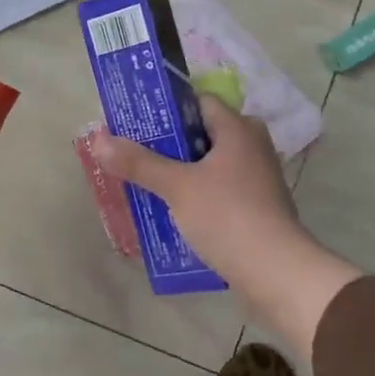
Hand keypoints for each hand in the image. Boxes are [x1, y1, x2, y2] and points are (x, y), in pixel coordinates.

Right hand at [90, 96, 362, 357]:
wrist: (276, 273)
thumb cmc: (227, 216)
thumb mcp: (176, 186)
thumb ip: (138, 162)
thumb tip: (98, 139)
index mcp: (238, 129)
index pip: (199, 102)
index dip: (167, 109)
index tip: (137, 122)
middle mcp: (252, 146)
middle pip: (202, 134)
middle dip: (169, 144)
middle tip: (135, 152)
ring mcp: (258, 178)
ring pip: (210, 165)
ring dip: (181, 172)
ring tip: (145, 182)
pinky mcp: (257, 207)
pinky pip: (219, 190)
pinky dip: (197, 194)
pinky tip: (171, 210)